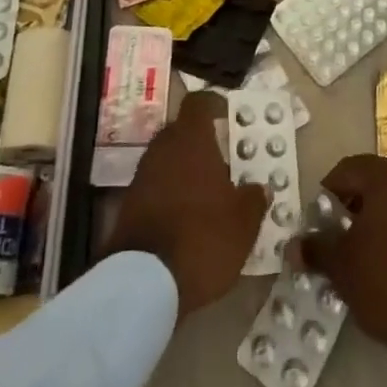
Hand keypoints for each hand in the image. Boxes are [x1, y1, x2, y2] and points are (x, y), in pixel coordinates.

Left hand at [104, 91, 267, 319]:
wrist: (142, 284)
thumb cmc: (203, 237)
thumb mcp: (243, 222)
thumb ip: (254, 199)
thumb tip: (259, 188)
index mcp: (191, 139)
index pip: (199, 103)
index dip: (214, 105)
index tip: (227, 116)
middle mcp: (162, 148)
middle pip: (181, 131)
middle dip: (200, 142)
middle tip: (223, 161)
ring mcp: (141, 176)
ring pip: (167, 160)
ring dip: (184, 171)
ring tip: (207, 194)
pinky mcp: (127, 206)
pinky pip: (155, 187)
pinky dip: (169, 195)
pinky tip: (186, 219)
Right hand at [300, 154, 386, 383]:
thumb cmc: (386, 279)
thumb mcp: (341, 266)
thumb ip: (315, 249)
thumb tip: (293, 246)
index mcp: (385, 177)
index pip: (346, 170)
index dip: (326, 195)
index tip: (316, 224)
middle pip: (369, 183)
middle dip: (348, 208)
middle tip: (332, 238)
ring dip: (369, 221)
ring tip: (354, 255)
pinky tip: (380, 264)